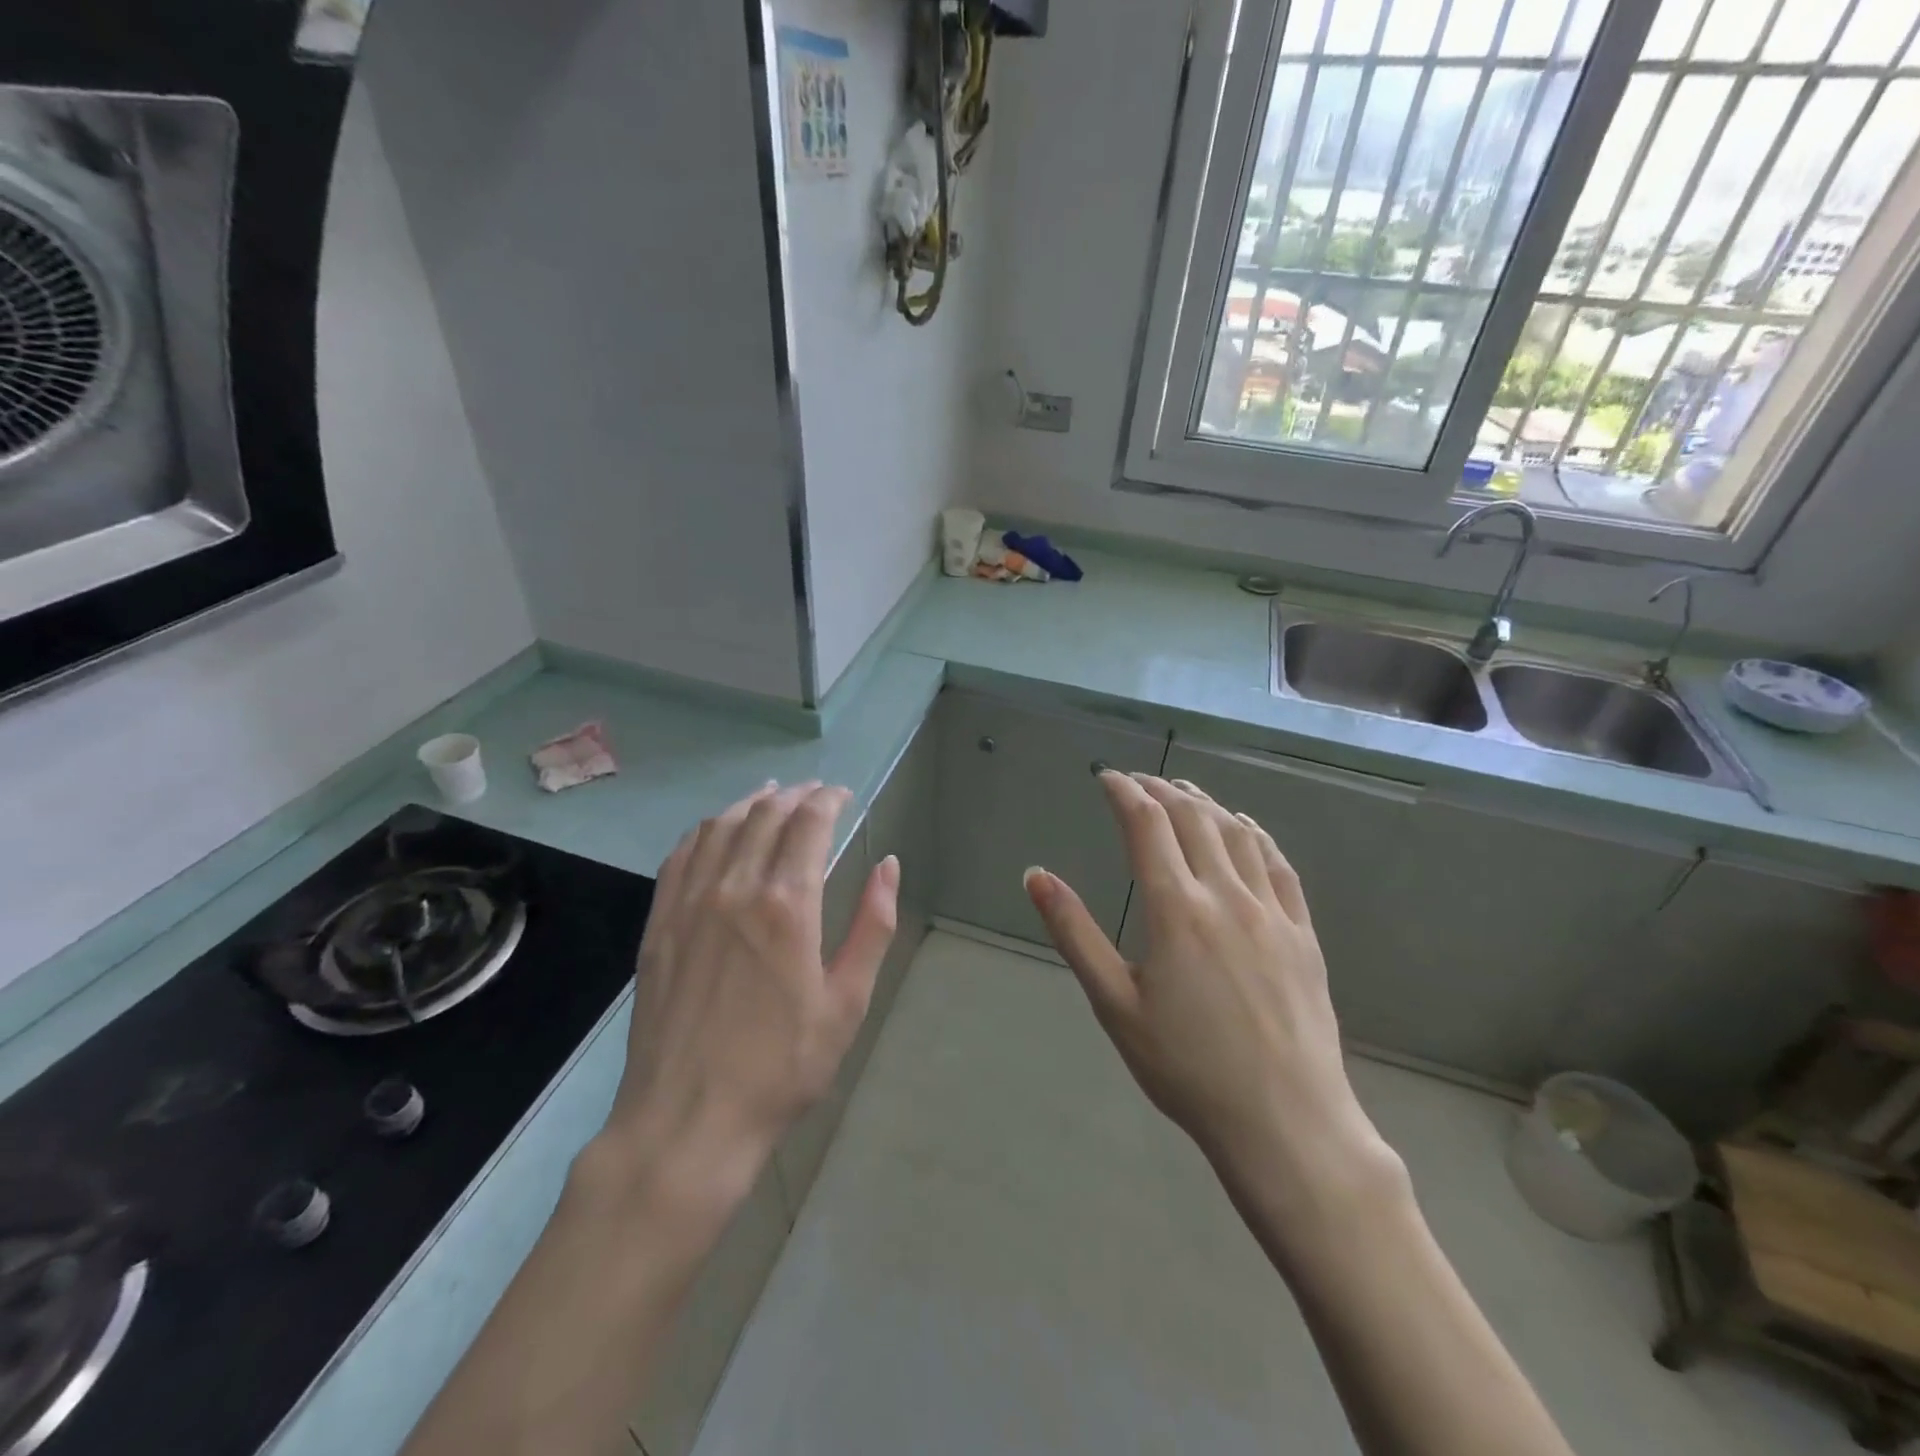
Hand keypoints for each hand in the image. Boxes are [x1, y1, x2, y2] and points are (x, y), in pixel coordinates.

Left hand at [603, 782, 898, 1206]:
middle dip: (795, 795)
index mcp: (787, 904)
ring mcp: (689, 903)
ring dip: (750, 804)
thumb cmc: (782, 1067)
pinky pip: (681, 856)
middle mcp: (734, 888)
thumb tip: (889, 865)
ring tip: (771, 797)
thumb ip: (872, 926)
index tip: (843, 795)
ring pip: (720, 827)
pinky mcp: (659, 924)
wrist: (689, 1121)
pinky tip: (715, 830)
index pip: (809, 823)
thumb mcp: (848, 1001)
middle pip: (765, 815)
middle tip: (815, 793)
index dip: (829, 799)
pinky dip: (704, 830)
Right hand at [1025, 773, 1396, 1220]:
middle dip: (1161, 790)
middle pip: (1193, 818)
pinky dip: (1255, 833)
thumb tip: (1035, 876)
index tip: (1107, 777)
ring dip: (1206, 802)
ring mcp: (1271, 911)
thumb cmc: (1186, 1068)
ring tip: (1183, 791)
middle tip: (1138, 782)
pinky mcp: (1302, 932)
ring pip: (1237, 833)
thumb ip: (1074, 933)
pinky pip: (1278, 864)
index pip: (1147, 826)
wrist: (1285, 1121)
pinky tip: (1244, 826)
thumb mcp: (1114, 1004)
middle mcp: (1225, 895)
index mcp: (1176, 910)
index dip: (1125, 792)